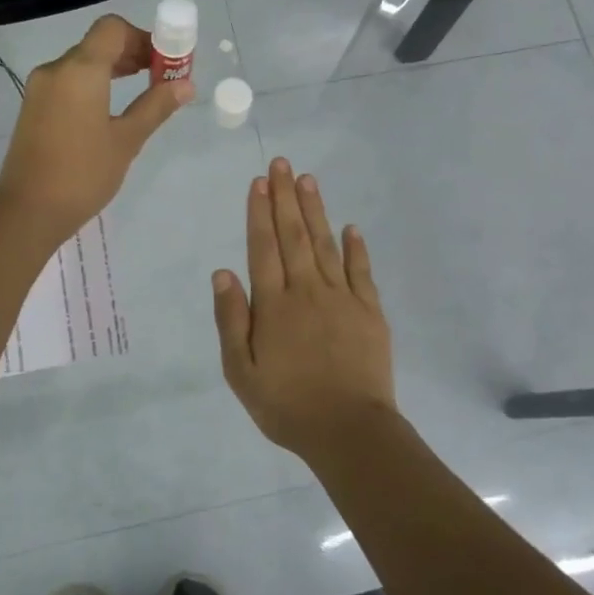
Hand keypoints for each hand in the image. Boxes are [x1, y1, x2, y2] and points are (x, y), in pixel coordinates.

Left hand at [0, 15, 193, 241]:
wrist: (29, 210)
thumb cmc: (83, 174)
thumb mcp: (126, 140)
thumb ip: (155, 106)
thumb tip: (186, 85)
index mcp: (80, 70)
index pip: (113, 29)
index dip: (143, 37)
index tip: (165, 61)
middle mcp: (56, 69)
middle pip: (97, 43)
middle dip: (132, 52)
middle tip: (160, 77)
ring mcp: (40, 88)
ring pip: (81, 62)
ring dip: (112, 68)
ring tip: (141, 90)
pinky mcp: (33, 107)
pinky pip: (68, 81)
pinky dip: (92, 83)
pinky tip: (110, 108)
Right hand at [212, 157, 400, 461]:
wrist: (349, 431)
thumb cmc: (287, 405)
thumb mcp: (241, 371)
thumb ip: (231, 319)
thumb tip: (223, 272)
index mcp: (274, 305)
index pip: (264, 247)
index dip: (260, 212)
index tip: (259, 182)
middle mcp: (307, 291)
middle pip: (295, 236)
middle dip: (286, 198)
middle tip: (283, 164)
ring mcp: (343, 299)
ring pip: (327, 244)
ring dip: (316, 211)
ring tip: (309, 180)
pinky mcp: (370, 312)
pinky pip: (362, 271)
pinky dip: (356, 247)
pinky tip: (351, 227)